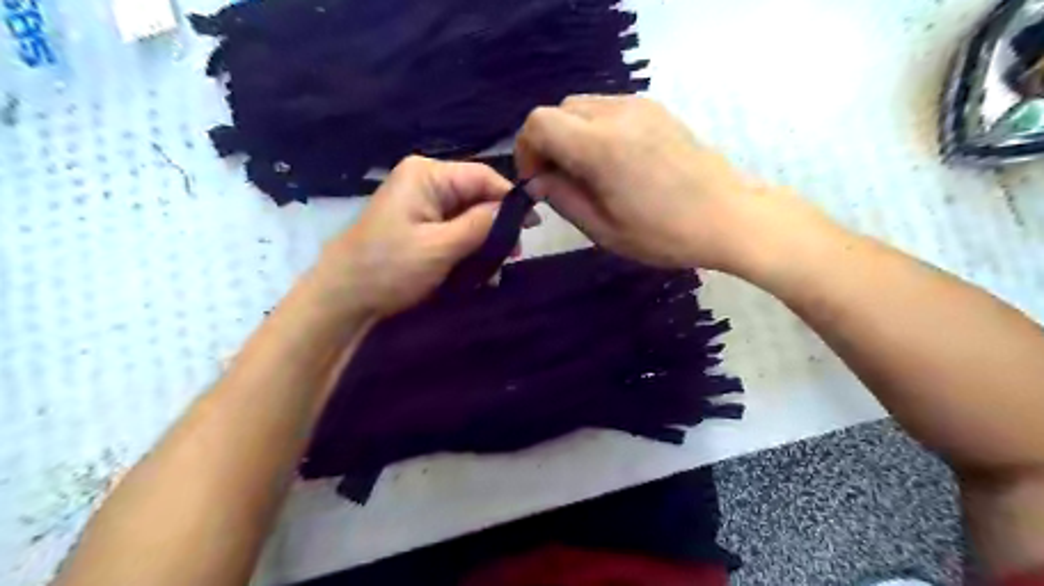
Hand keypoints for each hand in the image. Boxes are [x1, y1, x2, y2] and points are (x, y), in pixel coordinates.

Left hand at [311, 155, 520, 316]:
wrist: (343, 297)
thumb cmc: (390, 267)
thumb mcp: (442, 246)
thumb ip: (482, 224)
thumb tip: (518, 208)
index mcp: (427, 175)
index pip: (482, 177)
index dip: (511, 199)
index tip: (534, 225)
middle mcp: (425, 181)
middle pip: (476, 196)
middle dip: (497, 226)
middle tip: (513, 256)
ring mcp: (420, 203)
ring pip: (468, 216)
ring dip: (484, 242)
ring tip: (496, 271)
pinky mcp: (418, 224)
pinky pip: (454, 230)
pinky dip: (468, 249)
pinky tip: (478, 273)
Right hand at [512, 96, 833, 275]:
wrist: (729, 216)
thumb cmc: (665, 234)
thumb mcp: (604, 229)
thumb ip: (563, 198)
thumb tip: (537, 180)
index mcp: (600, 146)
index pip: (538, 123)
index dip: (526, 150)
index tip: (537, 181)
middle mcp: (617, 113)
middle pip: (558, 110)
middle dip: (547, 143)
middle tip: (560, 180)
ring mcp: (640, 106)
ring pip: (582, 106)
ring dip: (571, 135)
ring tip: (587, 172)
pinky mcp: (656, 109)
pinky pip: (608, 108)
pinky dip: (595, 129)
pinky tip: (613, 161)